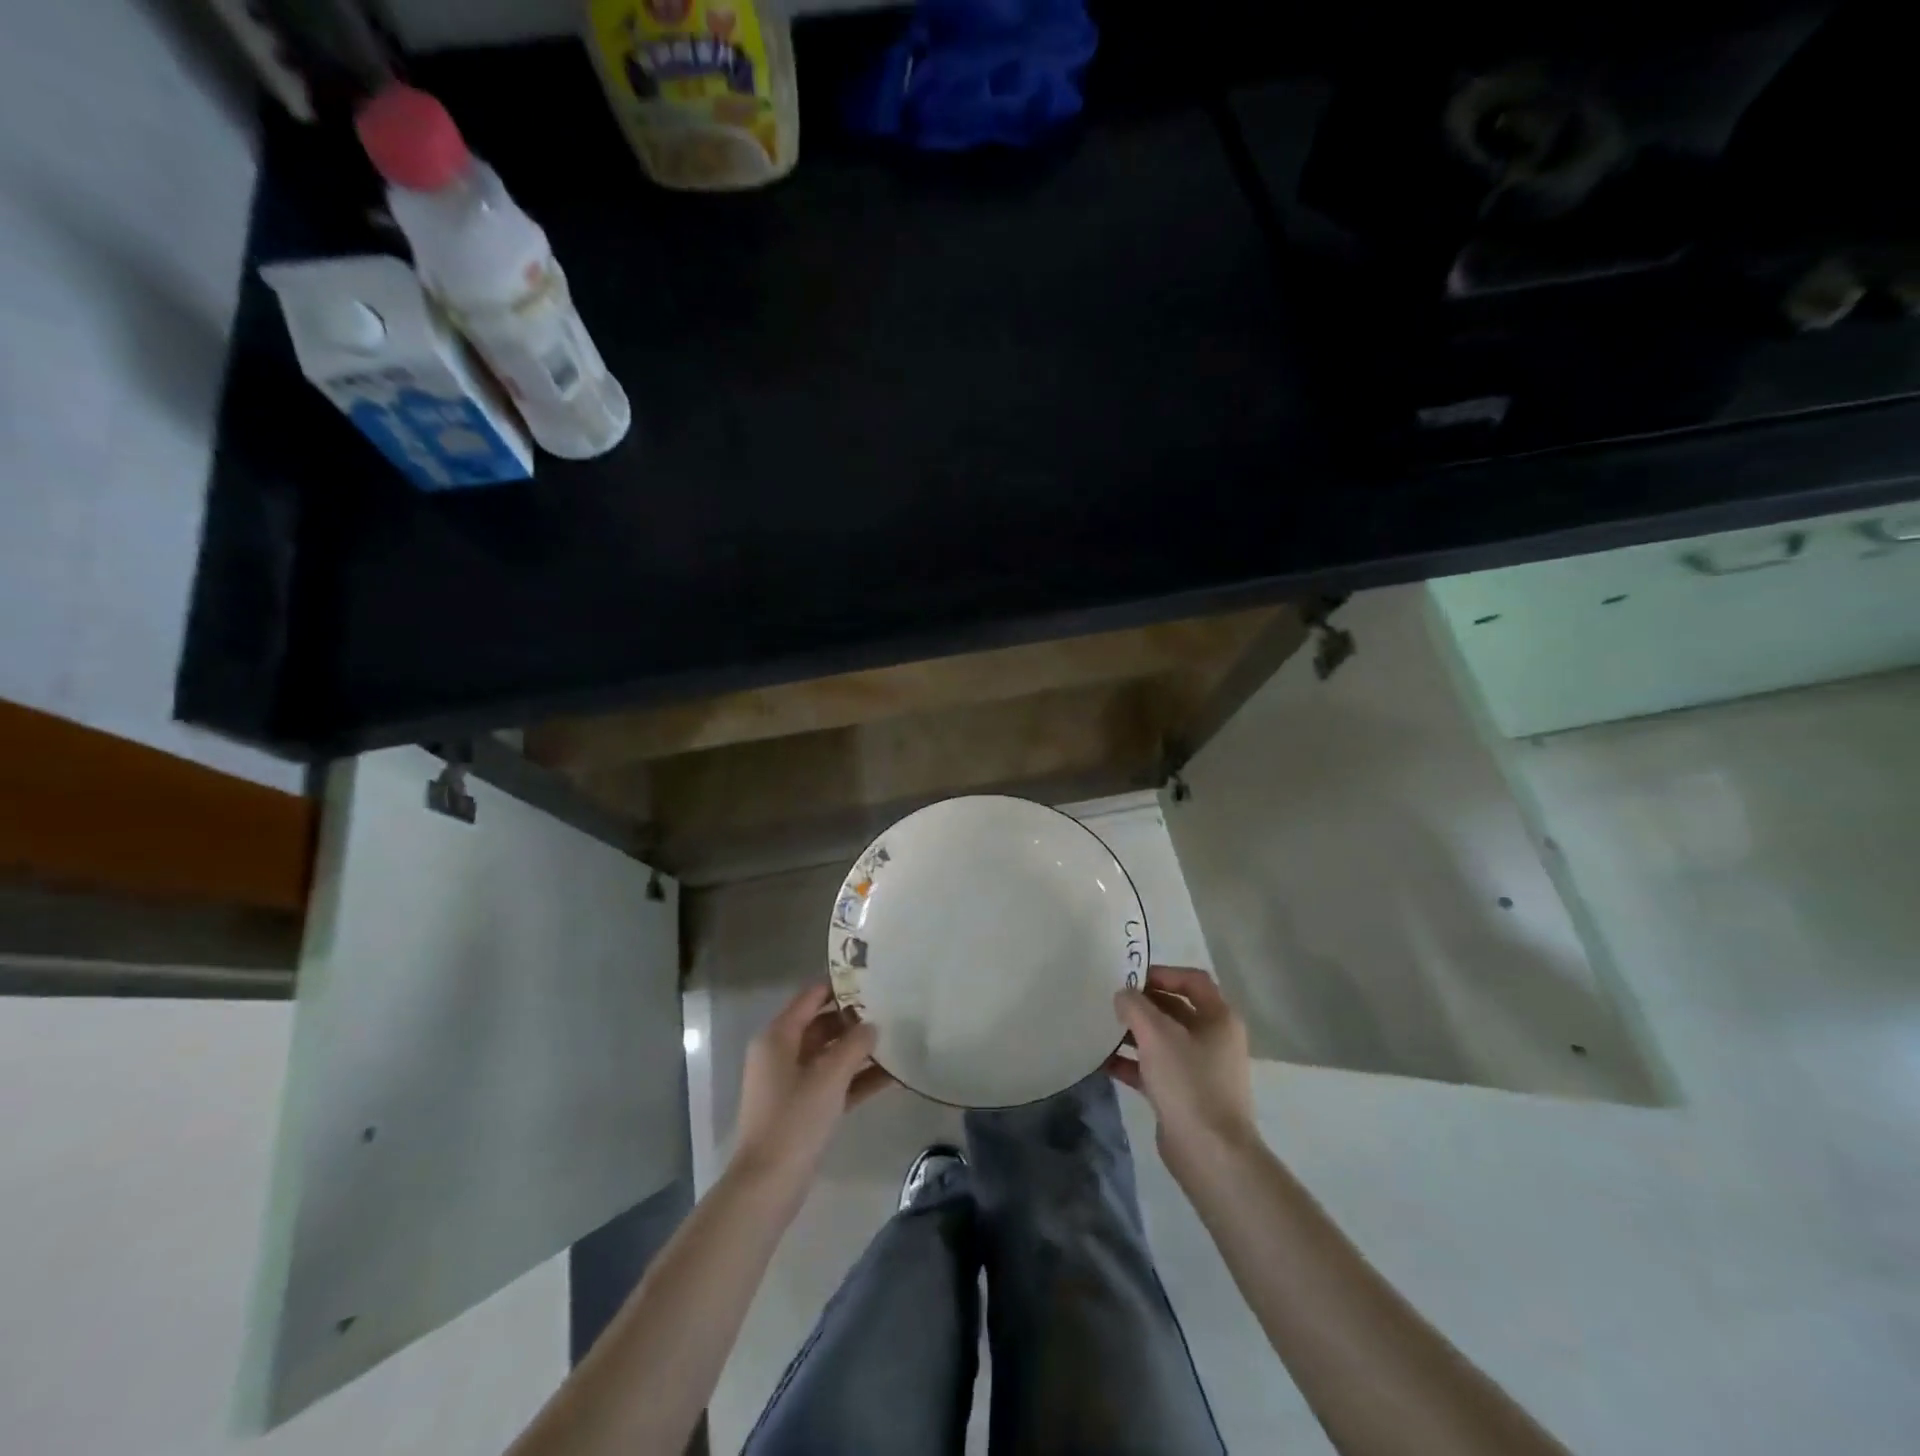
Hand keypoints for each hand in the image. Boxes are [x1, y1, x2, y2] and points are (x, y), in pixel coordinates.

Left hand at [732, 983, 892, 1189]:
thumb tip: (872, 1025)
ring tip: (898, 1040)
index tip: (872, 979)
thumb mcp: (829, 1077)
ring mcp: (792, 1082)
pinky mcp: (803, 1108)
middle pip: (822, 1024)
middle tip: (892, 1010)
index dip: (840, 986)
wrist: (768, 1185)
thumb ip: (854, 1045)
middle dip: (855, 1019)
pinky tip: (892, 1077)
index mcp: (778, 1036)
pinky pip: (833, 1082)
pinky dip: (857, 1078)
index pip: (811, 997)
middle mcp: (782, 1052)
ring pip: (830, 1055)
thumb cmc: (794, 1120)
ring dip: (860, 1051)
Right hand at [1106, 965, 1256, 1175]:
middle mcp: (1214, 1039)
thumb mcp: (1156, 1034)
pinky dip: (1132, 1063)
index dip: (1162, 973)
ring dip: (1134, 1034)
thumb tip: (1123, 995)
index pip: (1192, 980)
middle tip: (1111, 1002)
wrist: (1210, 1154)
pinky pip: (1155, 1068)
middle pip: (1175, 1009)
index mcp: (1218, 1018)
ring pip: (1163, 1040)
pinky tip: (1103, 1062)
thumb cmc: (1189, 1082)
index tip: (1131, 978)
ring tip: (1102, 1029)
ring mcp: (1200, 1069)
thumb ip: (1135, 1006)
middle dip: (1143, 1004)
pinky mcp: (1185, 1094)